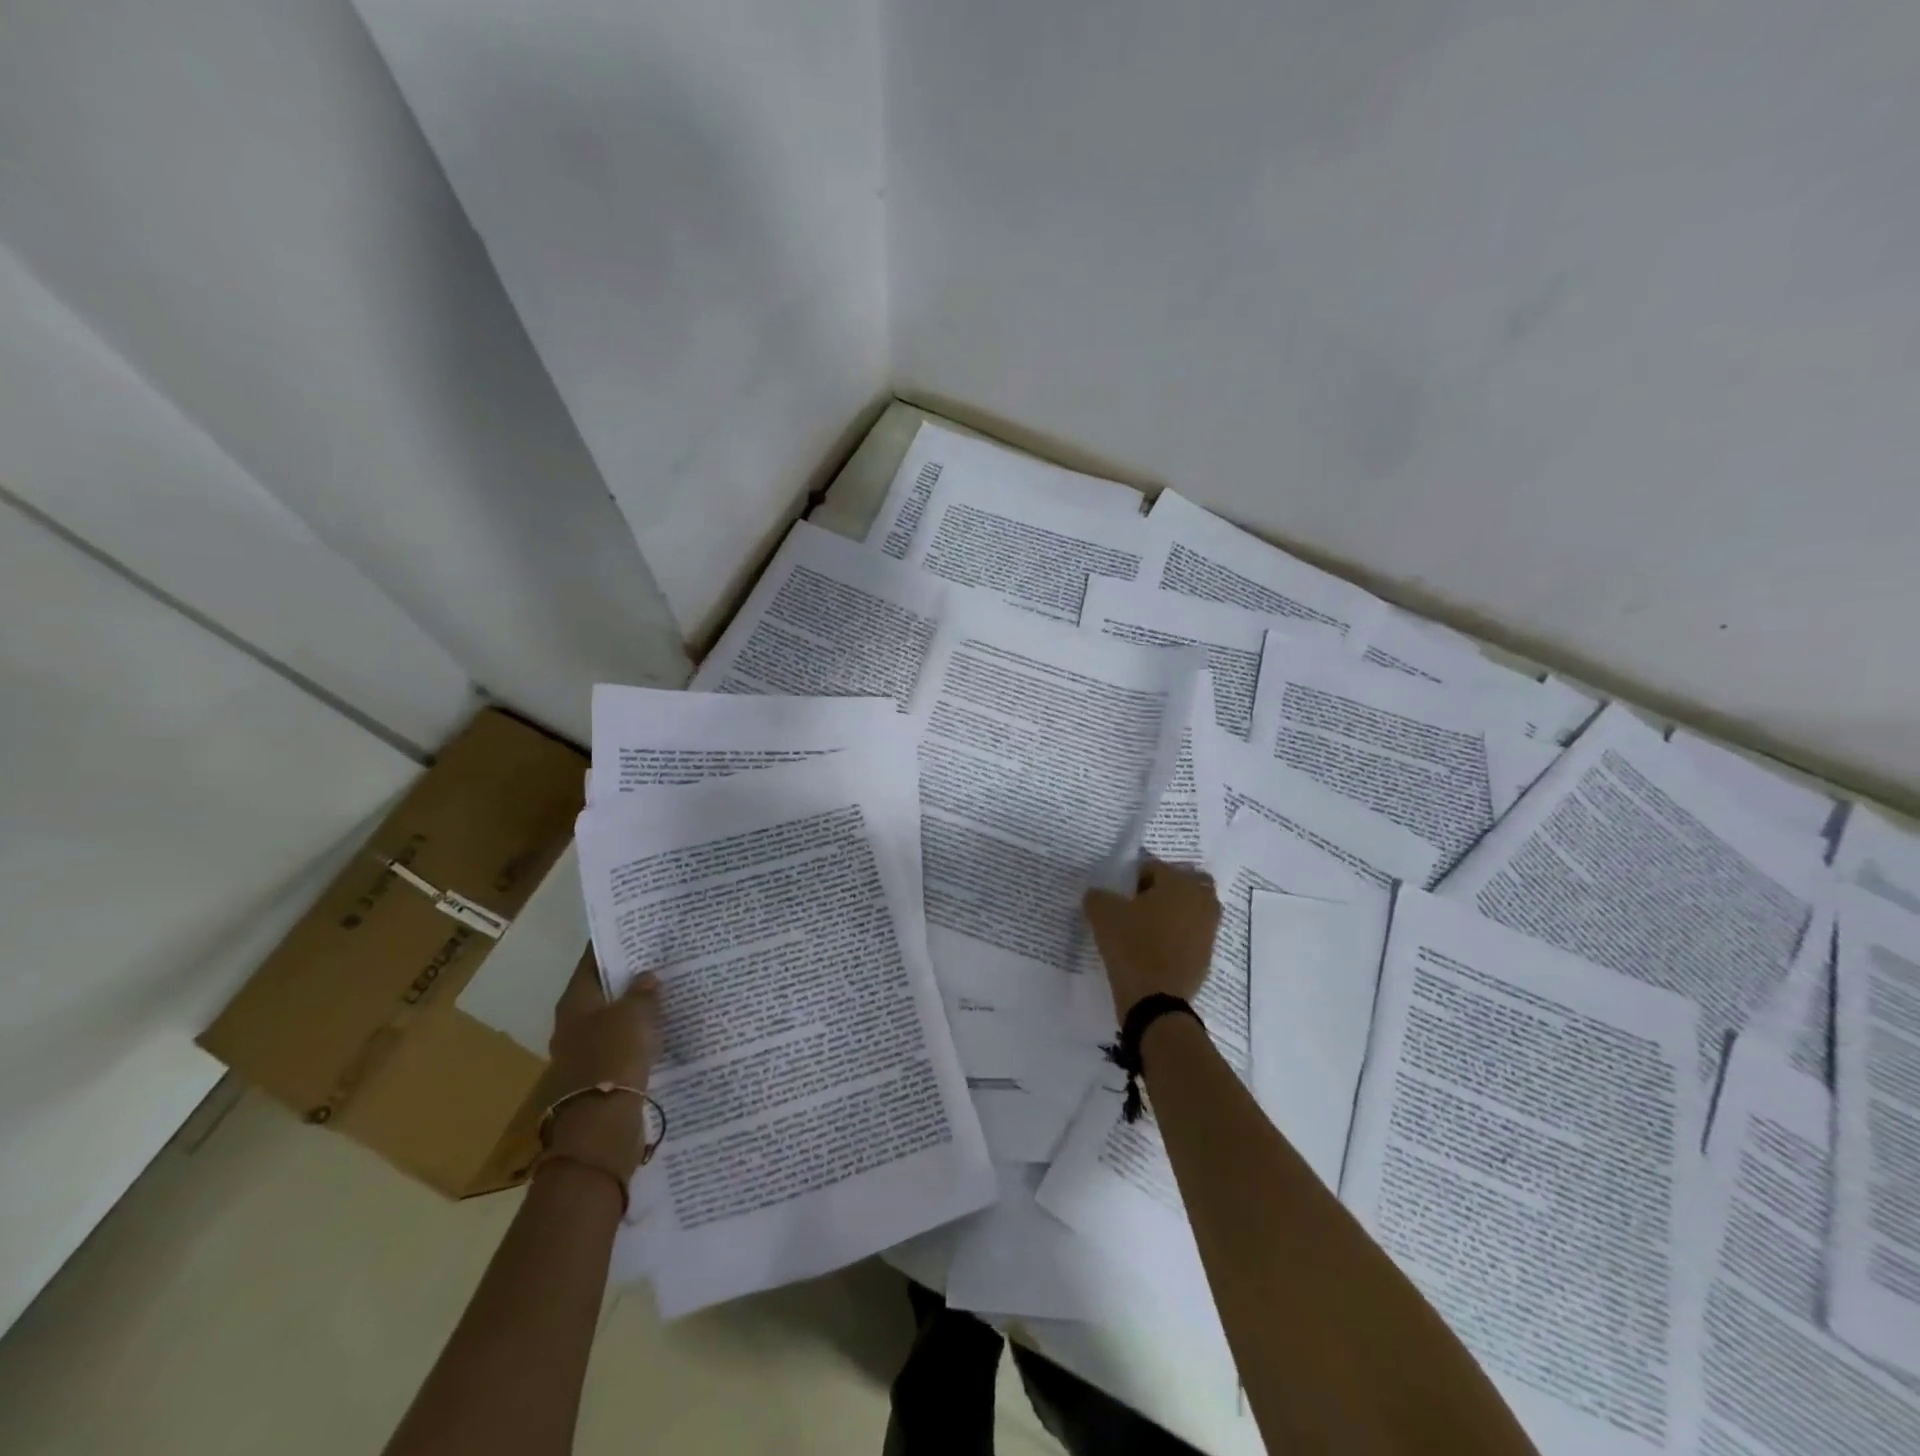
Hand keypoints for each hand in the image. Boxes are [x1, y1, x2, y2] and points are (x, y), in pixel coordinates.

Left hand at [544, 951, 661, 1181]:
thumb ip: (642, 992)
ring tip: (665, 993)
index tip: (637, 931)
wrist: (602, 1124)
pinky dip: (638, 1036)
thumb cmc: (613, 1056)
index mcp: (574, 1002)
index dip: (613, 945)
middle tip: (658, 959)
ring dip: (633, 1009)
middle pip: (601, 991)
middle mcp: (573, 1024)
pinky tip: (660, 1030)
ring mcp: (584, 1052)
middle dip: (626, 978)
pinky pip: (622, 1045)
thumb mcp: (635, 1014)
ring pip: (612, 1019)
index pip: (592, 962)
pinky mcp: (600, 1076)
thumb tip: (645, 977)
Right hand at [1084, 858, 1221, 1019]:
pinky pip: (1192, 933)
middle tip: (1139, 905)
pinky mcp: (1208, 954)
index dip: (1132, 879)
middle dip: (1163, 889)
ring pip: (1191, 908)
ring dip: (1173, 912)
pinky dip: (1178, 935)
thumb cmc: (1132, 946)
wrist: (1156, 1000)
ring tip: (1147, 928)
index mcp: (1179, 882)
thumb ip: (1098, 896)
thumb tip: (1099, 895)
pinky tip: (1155, 948)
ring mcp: (1209, 928)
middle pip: (1182, 883)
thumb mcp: (1103, 915)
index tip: (1119, 897)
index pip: (1153, 867)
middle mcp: (1201, 900)